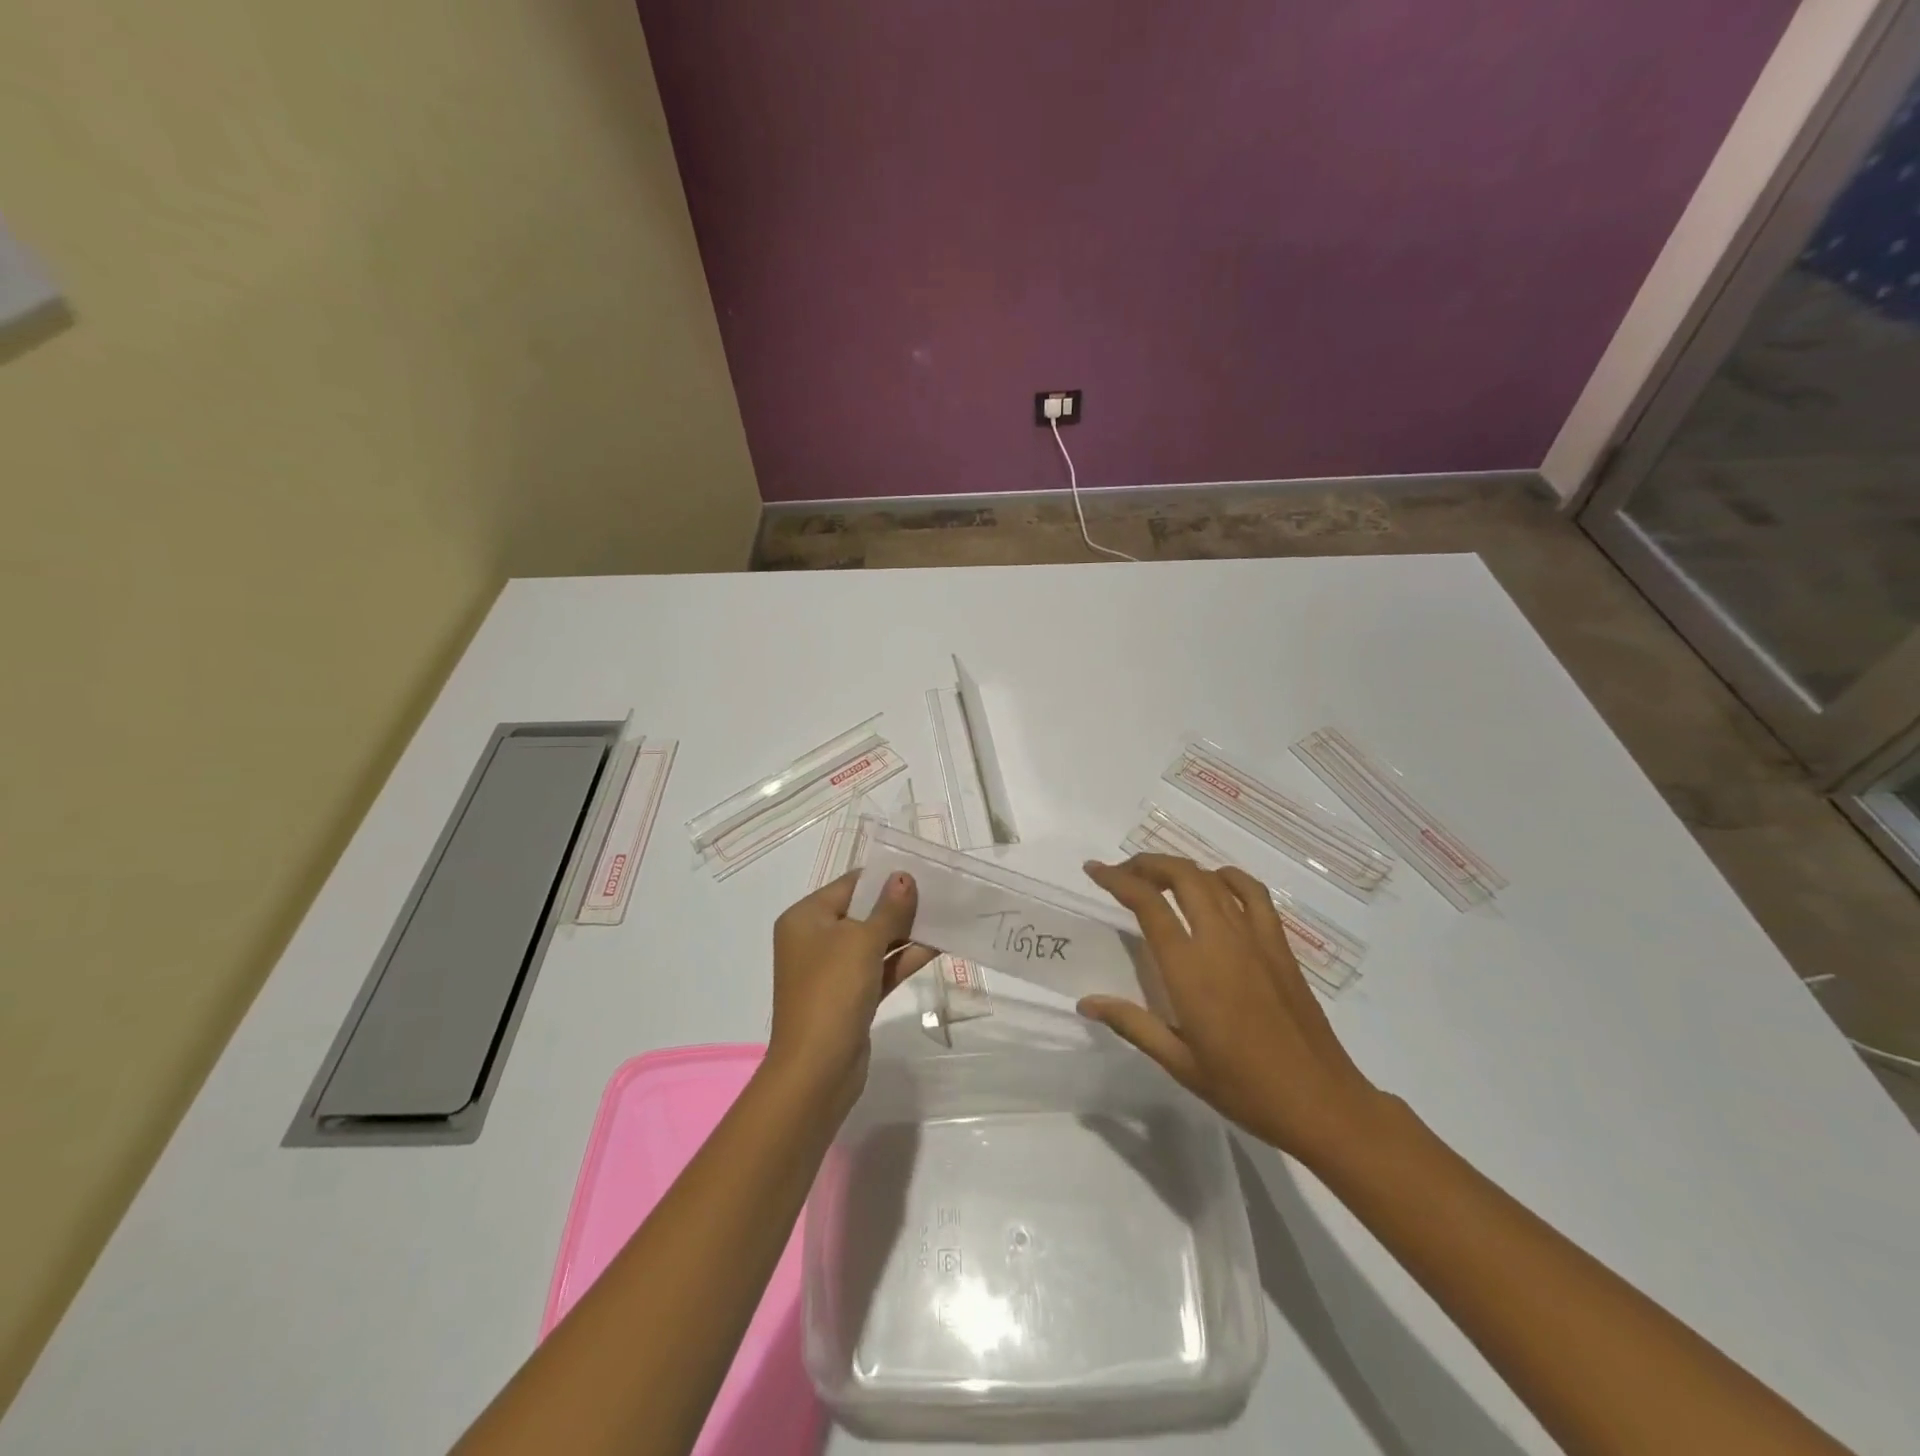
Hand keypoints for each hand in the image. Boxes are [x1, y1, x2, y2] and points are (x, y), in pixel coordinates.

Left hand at [766, 870, 935, 1120]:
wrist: (817, 1070)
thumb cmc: (832, 992)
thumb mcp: (862, 942)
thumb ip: (888, 909)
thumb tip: (905, 877)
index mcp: (806, 918)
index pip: (850, 885)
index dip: (885, 877)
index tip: (922, 870)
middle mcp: (816, 940)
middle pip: (863, 911)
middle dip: (899, 904)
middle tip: (940, 892)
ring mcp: (833, 970)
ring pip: (875, 941)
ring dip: (907, 931)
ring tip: (945, 914)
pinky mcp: (852, 996)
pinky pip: (881, 968)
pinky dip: (904, 958)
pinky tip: (938, 945)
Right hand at [1080, 854, 1385, 1163]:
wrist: (1321, 1102)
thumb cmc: (1244, 1088)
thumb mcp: (1179, 1062)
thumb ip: (1132, 1024)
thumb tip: (1086, 1002)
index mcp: (1190, 969)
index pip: (1147, 904)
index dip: (1117, 879)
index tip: (1094, 870)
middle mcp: (1221, 940)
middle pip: (1182, 876)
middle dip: (1147, 864)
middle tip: (1123, 872)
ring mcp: (1255, 939)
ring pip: (1213, 879)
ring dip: (1181, 868)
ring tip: (1160, 877)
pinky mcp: (1280, 946)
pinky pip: (1254, 894)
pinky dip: (1229, 878)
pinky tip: (1217, 884)